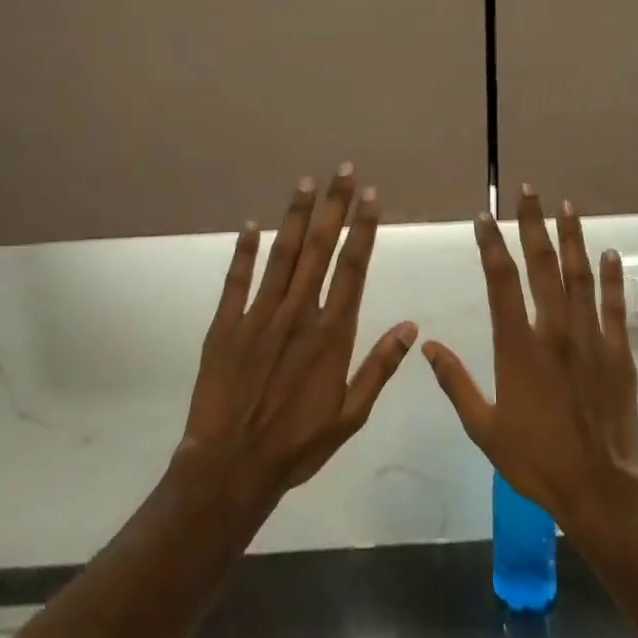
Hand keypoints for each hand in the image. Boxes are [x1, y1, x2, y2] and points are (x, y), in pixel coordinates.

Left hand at [176, 166, 416, 511]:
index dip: (363, 229)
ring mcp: (259, 316)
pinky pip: (237, 280)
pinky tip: (252, 224)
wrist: (232, 466)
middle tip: (343, 171)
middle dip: (334, 207)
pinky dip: (245, 251)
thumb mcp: (351, 415)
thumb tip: (411, 326)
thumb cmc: (298, 444)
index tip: (371, 197)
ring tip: (306, 182)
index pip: (353, 268)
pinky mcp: (226, 325)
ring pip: (283, 255)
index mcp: (333, 333)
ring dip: (296, 217)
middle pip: (321, 250)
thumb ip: (379, 367)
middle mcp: (299, 314)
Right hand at [422, 188, 637, 536]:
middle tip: (528, 192)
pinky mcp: (619, 353)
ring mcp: (591, 340)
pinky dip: (613, 279)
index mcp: (517, 347)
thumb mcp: (483, 428)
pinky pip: (616, 307)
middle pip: (542, 267)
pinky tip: (610, 254)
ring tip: (567, 207)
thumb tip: (426, 345)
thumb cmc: (534, 459)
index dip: (491, 246)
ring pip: (580, 278)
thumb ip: (455, 382)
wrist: (596, 488)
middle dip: (533, 226)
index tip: (484, 219)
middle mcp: (554, 332)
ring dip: (573, 239)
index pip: (501, 282)